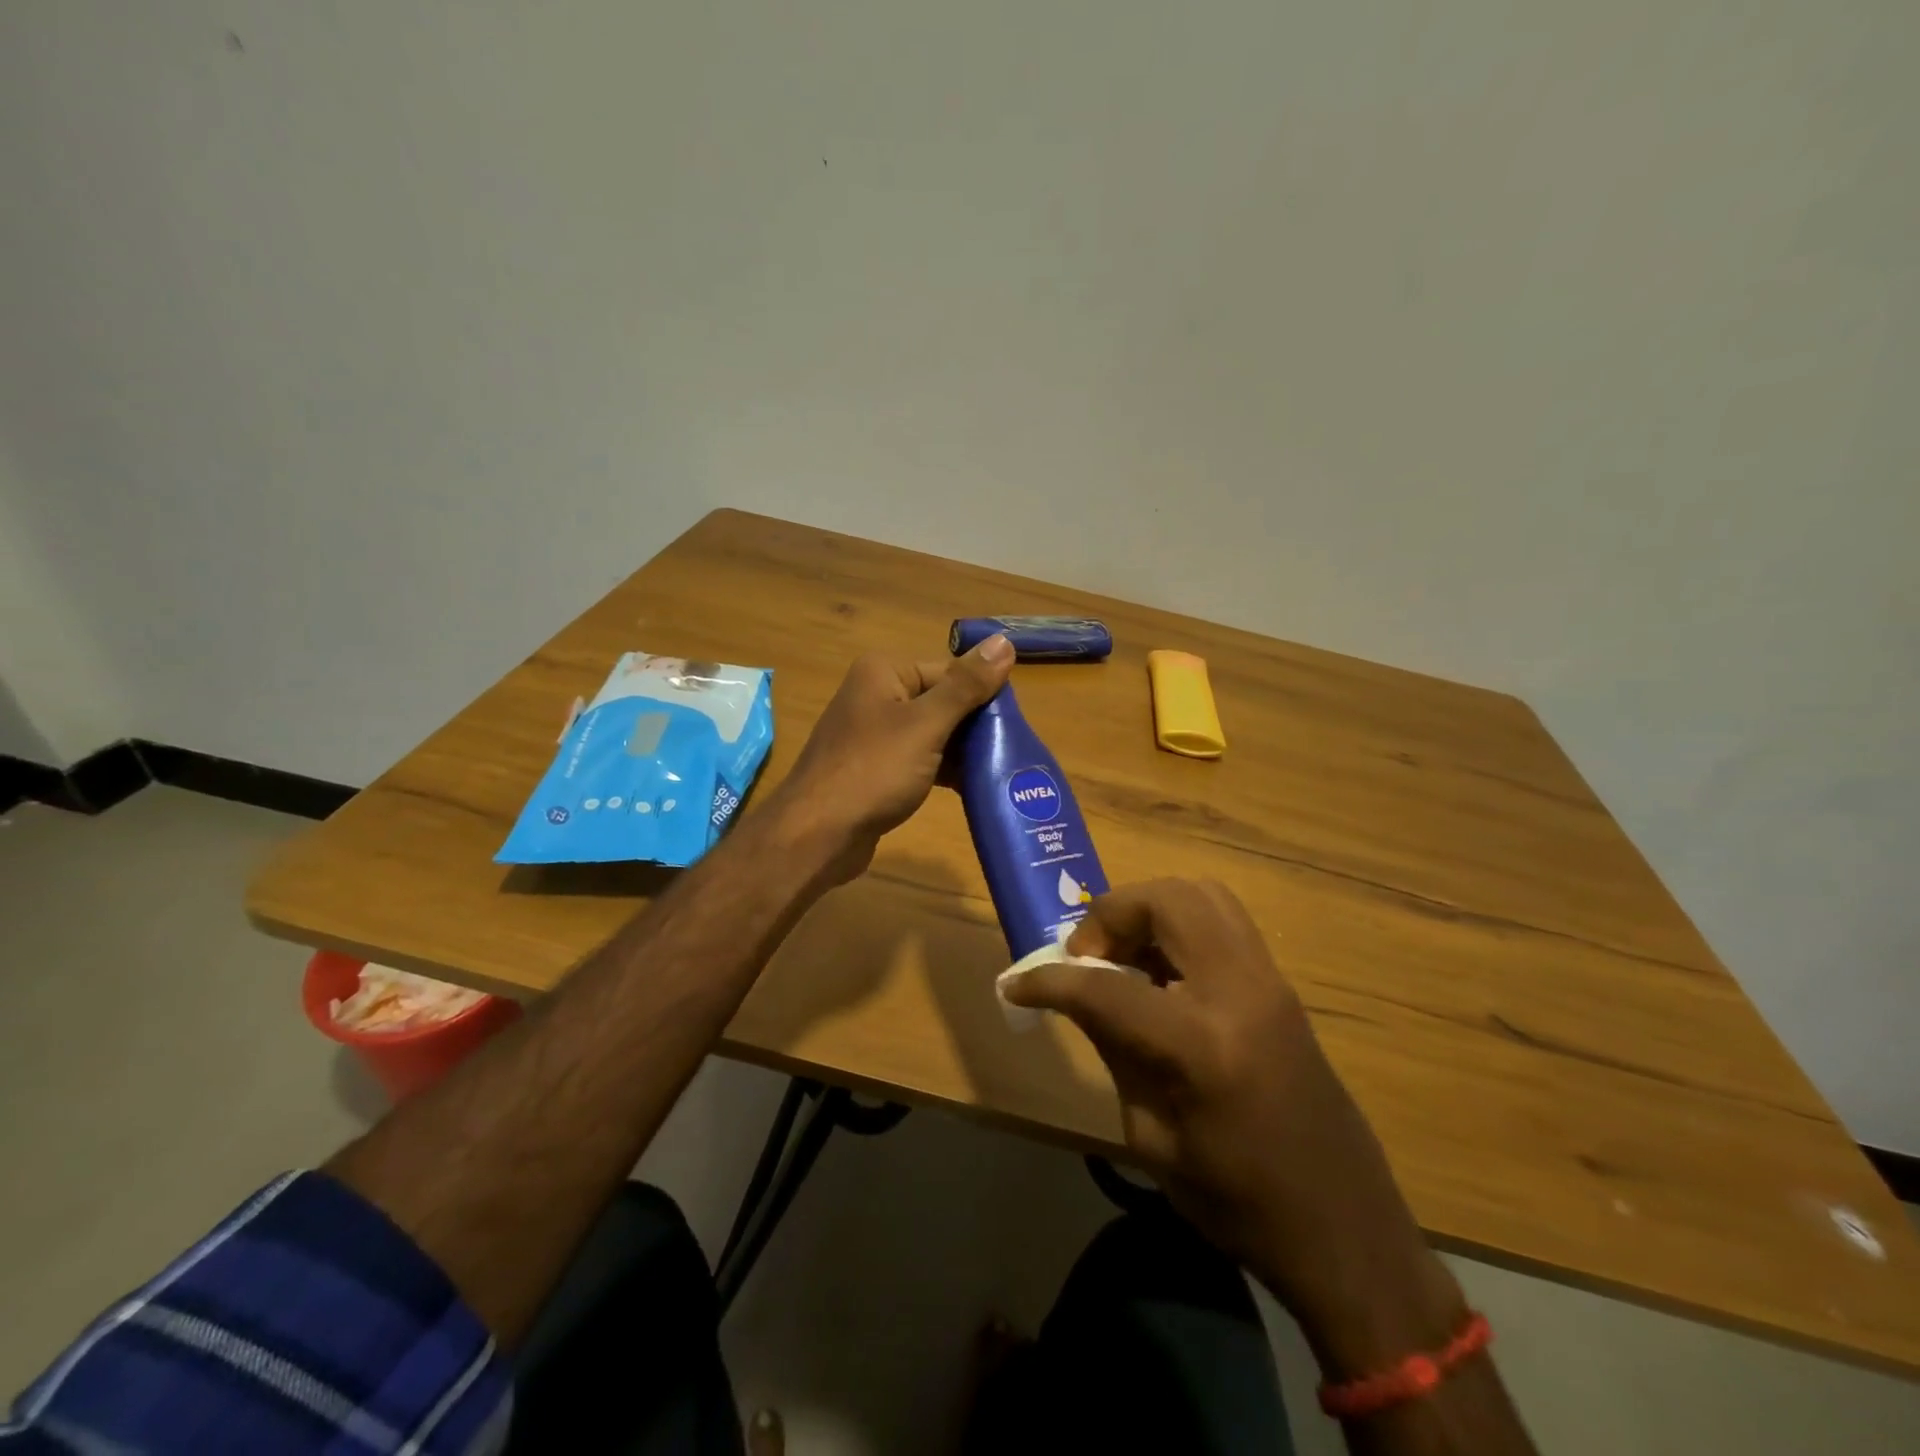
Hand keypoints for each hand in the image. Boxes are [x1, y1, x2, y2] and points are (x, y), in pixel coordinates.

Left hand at [774, 635, 1013, 881]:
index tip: (1015, 725)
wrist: (817, 835)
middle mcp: (877, 694)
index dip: (984, 695)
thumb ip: (966, 686)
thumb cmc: (873, 771)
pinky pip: (920, 759)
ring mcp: (874, 733)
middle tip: (1011, 751)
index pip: (950, 670)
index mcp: (884, 671)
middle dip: (975, 726)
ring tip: (1000, 771)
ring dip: (963, 751)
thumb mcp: (926, 725)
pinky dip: (943, 770)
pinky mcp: (876, 768)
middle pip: (943, 700)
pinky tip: (972, 788)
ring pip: (933, 733)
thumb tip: (1004, 641)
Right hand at [1001, 879, 1466, 1376]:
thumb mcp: (1151, 1137)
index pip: (1106, 985)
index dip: (1049, 981)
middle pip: (1164, 901)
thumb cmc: (1237, 1203)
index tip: (1017, 985)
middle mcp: (1240, 991)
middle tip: (1086, 957)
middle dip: (1109, 915)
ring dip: (1147, 909)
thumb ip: (1112, 1047)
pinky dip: (1178, 924)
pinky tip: (1160, 969)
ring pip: (1199, 894)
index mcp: (1202, 1045)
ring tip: (1122, 954)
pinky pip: (1221, 919)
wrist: (1343, 1228)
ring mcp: (1268, 980)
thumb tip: (1075, 994)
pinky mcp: (1280, 983)